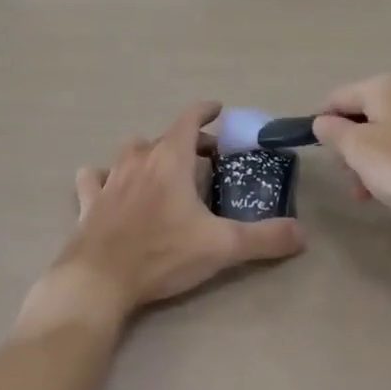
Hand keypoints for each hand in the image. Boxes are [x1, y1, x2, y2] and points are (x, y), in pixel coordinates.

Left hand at [52, 101, 304, 317]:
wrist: (98, 280)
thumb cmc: (162, 254)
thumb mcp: (221, 247)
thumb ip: (264, 237)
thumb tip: (302, 235)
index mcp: (171, 159)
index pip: (190, 119)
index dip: (205, 111)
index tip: (218, 110)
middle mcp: (139, 159)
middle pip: (165, 137)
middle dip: (187, 142)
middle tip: (205, 159)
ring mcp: (109, 179)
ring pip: (130, 152)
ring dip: (148, 155)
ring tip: (162, 171)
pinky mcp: (88, 202)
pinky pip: (94, 178)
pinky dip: (104, 177)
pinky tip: (109, 189)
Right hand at [312, 75, 390, 220]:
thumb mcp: (357, 147)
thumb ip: (332, 132)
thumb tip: (322, 122)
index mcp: (382, 87)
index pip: (337, 97)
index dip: (320, 121)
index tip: (314, 151)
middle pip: (360, 116)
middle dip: (347, 146)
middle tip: (345, 175)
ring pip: (381, 136)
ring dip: (366, 162)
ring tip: (364, 193)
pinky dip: (389, 168)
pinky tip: (388, 193)